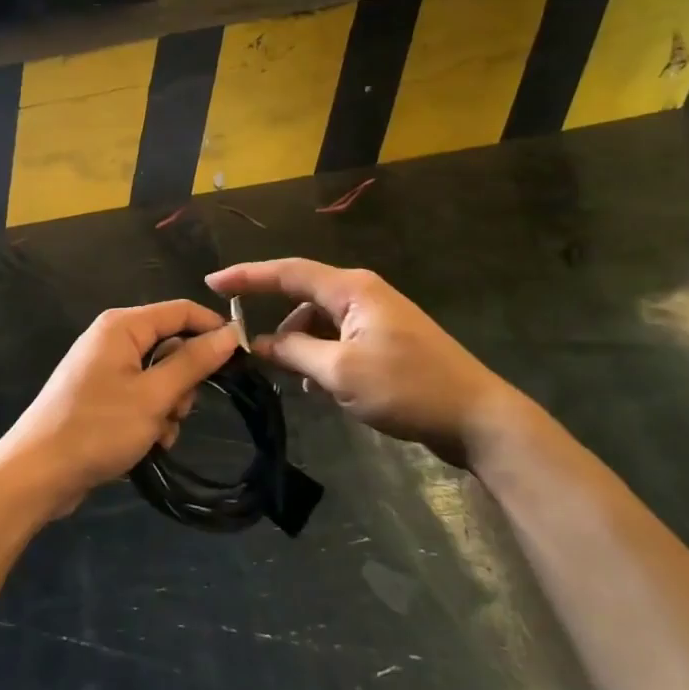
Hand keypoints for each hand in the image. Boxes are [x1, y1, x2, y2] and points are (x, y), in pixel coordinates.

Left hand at [0, 300, 237, 517]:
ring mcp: (104, 368)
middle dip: (184, 380)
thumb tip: (230, 333)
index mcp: (122, 326)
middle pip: (170, 345)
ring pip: (159, 375)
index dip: (214, 329)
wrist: (37, 474)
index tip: (242, 359)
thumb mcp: (154, 396)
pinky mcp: (100, 396)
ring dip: (169, 405)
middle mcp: (113, 339)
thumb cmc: (97, 428)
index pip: (181, 311)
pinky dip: (151, 417)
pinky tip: (149, 443)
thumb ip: (193, 362)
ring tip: (159, 433)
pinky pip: (141, 395)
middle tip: (180, 410)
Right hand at [206, 258, 526, 464]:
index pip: (287, 271)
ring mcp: (376, 317)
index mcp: (351, 289)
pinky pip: (337, 339)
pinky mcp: (386, 341)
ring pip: (319, 321)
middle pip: (302, 296)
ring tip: (293, 379)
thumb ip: (293, 353)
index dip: (247, 276)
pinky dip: (320, 356)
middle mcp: (362, 293)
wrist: (477, 418)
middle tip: (246, 349)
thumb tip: (257, 345)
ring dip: (300, 345)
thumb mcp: (340, 373)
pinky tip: (319, 386)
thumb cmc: (407, 388)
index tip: (211, 282)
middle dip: (274, 320)